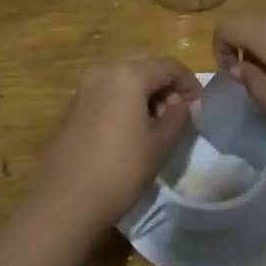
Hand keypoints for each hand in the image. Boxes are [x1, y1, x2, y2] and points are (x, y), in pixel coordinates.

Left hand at [32, 57, 201, 238]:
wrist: (65, 199)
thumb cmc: (120, 169)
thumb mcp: (160, 144)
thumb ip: (179, 117)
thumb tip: (185, 105)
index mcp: (129, 74)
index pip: (170, 66)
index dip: (190, 84)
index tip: (199, 109)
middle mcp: (104, 69)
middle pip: (146, 66)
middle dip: (166, 86)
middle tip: (179, 115)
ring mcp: (85, 85)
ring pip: (126, 76)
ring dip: (146, 92)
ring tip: (157, 124)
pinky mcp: (74, 104)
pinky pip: (109, 90)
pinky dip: (126, 99)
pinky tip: (132, 128)